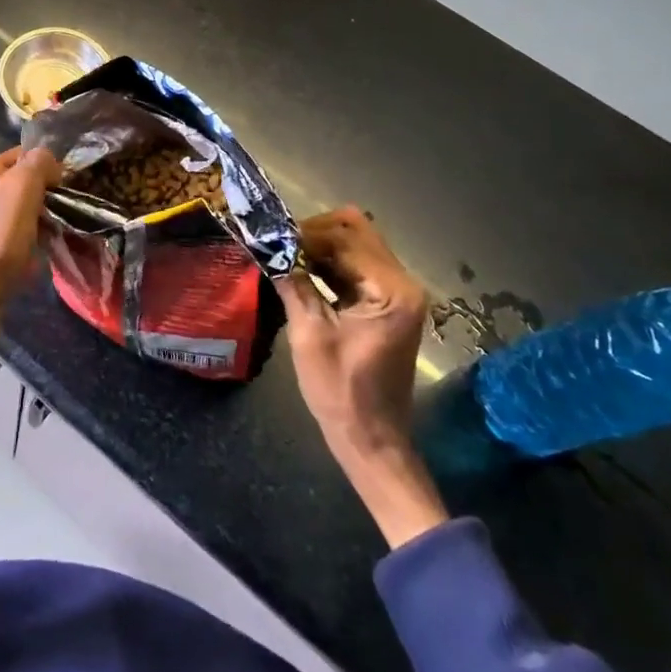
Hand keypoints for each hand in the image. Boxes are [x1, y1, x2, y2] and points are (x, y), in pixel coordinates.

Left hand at [0, 147, 61, 349]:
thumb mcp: (20, 194)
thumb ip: (35, 166)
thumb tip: (47, 157)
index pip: (22, 155)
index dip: (47, 168)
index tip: (63, 190)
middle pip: (20, 184)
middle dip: (43, 198)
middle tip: (60, 216)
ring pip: (17, 212)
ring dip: (36, 224)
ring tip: (50, 239)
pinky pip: (9, 237)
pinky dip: (24, 245)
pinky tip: (33, 260)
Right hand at [275, 207, 446, 548]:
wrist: (371, 439)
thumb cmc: (341, 391)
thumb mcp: (310, 334)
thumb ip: (293, 283)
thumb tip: (268, 246)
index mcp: (392, 290)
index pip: (346, 238)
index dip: (306, 234)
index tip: (272, 238)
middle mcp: (402, 283)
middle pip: (356, 232)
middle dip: (314, 233)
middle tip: (280, 245)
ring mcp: (396, 293)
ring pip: (356, 245)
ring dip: (320, 246)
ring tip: (284, 254)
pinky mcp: (385, 303)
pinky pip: (356, 266)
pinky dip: (329, 263)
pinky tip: (301, 270)